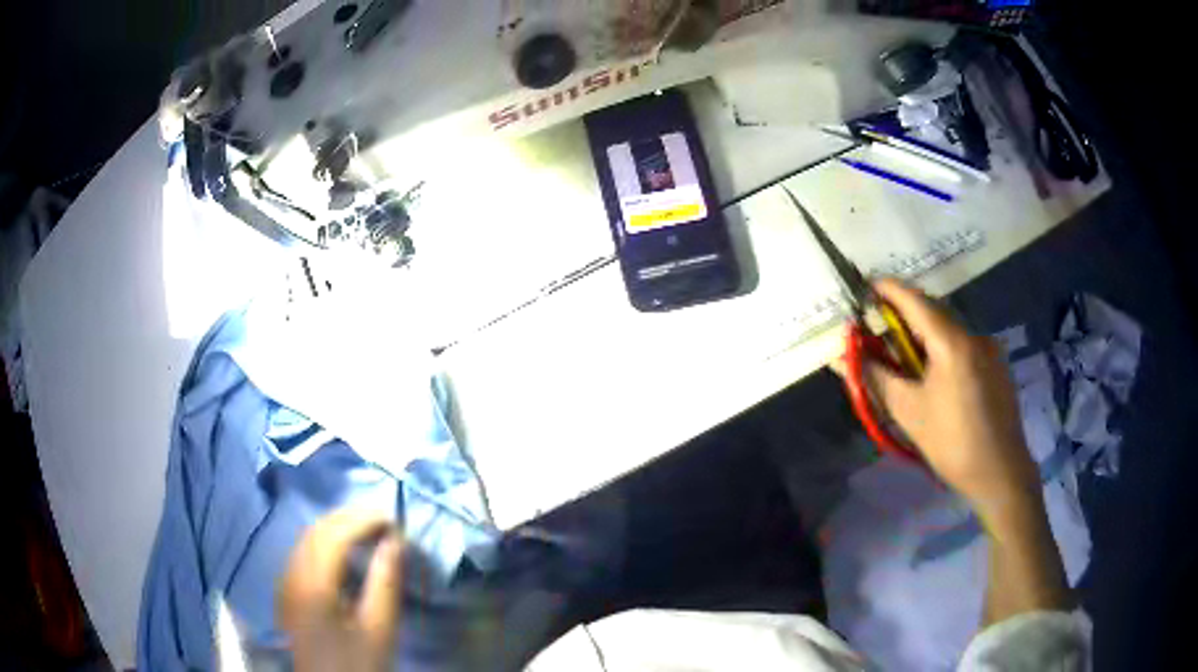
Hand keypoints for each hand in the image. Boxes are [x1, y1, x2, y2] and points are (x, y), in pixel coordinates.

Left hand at [277, 509, 401, 671]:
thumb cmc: (355, 664)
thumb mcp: (378, 631)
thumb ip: (385, 584)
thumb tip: (394, 543)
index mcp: (312, 583)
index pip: (335, 534)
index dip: (364, 520)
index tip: (394, 520)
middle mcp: (292, 574)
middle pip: (317, 530)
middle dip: (350, 518)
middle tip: (384, 521)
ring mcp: (286, 582)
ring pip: (307, 539)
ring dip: (336, 527)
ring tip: (367, 531)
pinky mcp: (288, 593)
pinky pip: (303, 553)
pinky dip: (325, 542)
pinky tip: (342, 552)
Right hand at [848, 279, 1039, 522]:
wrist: (1001, 473)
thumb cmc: (952, 443)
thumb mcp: (909, 412)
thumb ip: (876, 378)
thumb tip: (844, 358)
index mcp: (952, 343)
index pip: (915, 300)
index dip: (888, 289)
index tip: (866, 288)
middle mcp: (974, 336)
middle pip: (933, 313)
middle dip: (904, 318)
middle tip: (880, 336)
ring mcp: (990, 349)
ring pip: (949, 331)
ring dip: (924, 337)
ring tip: (907, 364)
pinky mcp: (997, 366)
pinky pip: (964, 346)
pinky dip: (943, 350)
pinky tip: (936, 380)